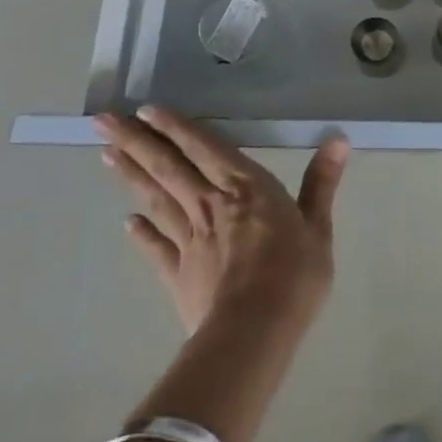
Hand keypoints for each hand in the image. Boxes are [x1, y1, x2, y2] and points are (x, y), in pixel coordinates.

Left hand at [97, 107, 348, 335]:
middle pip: (169, 167)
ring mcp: (189, 239)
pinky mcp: (177, 273)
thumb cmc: (293, 274)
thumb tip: (338, 139)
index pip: (206, 148)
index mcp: (246, 188)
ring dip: (131, 175)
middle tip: (103, 120)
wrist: (252, 332)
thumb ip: (321, 182)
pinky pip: (155, 247)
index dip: (178, 128)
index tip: (147, 109)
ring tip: (106, 154)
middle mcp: (210, 204)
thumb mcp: (318, 226)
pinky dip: (140, 233)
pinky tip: (127, 222)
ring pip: (156, 199)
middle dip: (137, 142)